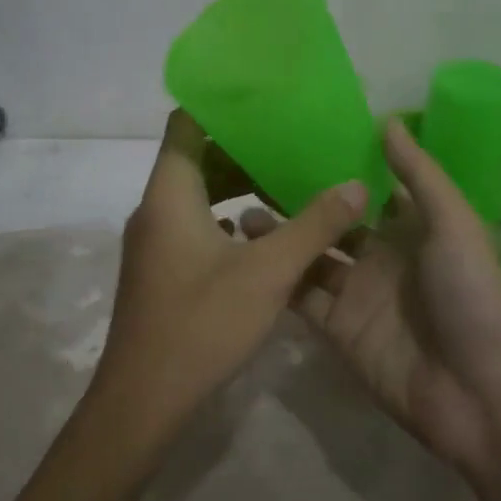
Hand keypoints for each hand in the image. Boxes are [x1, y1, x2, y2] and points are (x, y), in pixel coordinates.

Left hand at [93, 110, 367, 438]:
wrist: (142, 400)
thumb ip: (315, 225)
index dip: (221, 106)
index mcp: (170, 193)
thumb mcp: (269, 272)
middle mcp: (155, 208)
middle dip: (243, 150)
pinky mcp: (160, 269)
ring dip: (238, 187)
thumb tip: (357, 185)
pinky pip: (194, 225)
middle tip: (292, 144)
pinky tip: (265, 235)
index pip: (186, 124)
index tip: (264, 100)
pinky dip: (227, 220)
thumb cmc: (202, 324)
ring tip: (287, 184)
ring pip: (198, 196)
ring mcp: (154, 241)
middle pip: (196, 158)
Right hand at [242, 118, 500, 474]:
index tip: (300, 139)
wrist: (475, 392)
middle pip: (332, 224)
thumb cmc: (470, 296)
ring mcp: (355, 295)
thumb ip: (419, 174)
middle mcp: (379, 258)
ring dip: (280, 238)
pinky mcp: (336, 330)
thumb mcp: (454, 224)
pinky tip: (246, 259)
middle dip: (300, 202)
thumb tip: (387, 120)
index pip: (368, 191)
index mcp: (410, 230)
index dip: (339, 168)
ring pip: (309, 258)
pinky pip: (302, 299)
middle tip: (255, 174)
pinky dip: (277, 280)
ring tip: (240, 211)